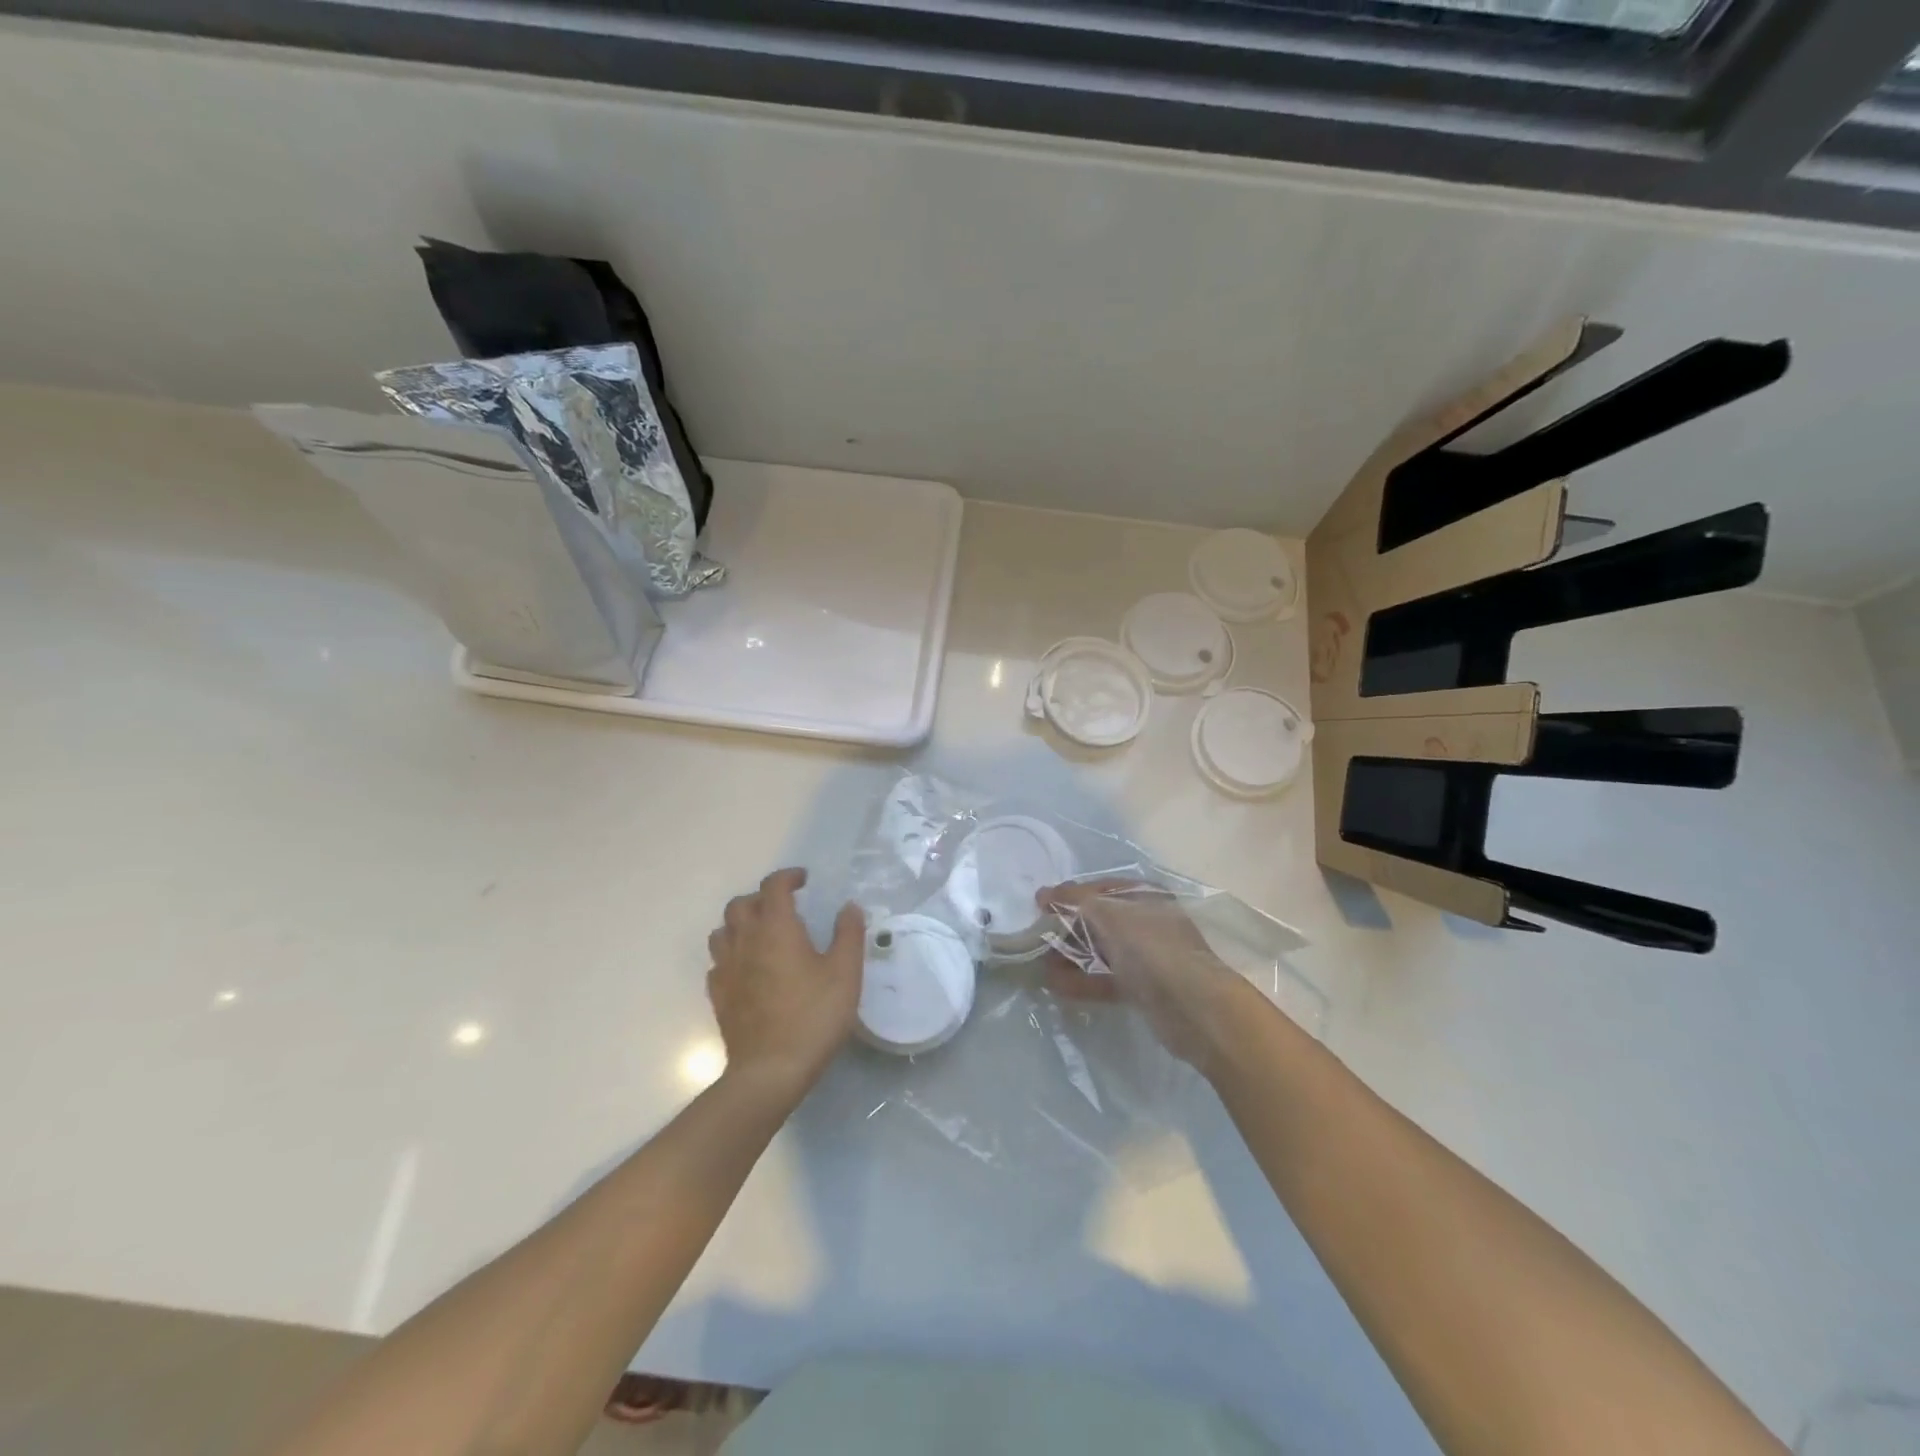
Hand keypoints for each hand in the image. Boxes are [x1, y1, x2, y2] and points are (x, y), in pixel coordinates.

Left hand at [706, 868, 864, 1097]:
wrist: (769, 1070)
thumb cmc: (813, 1016)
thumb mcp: (845, 972)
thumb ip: (849, 934)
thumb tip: (849, 907)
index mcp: (776, 927)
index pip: (773, 886)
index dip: (788, 877)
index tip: (804, 880)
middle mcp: (745, 940)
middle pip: (740, 904)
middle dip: (761, 898)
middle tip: (784, 907)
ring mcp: (726, 968)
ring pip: (722, 931)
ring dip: (740, 924)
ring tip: (762, 934)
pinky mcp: (718, 996)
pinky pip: (717, 962)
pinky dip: (731, 954)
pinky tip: (748, 968)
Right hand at [1038, 878, 1254, 1076]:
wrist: (1194, 1007)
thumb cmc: (1151, 948)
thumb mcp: (1109, 914)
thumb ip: (1073, 901)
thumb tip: (1042, 894)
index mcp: (1144, 895)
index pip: (1098, 889)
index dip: (1067, 897)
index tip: (1038, 909)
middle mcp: (1146, 920)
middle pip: (1097, 921)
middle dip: (1066, 930)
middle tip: (1036, 941)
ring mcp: (1146, 955)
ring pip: (1100, 951)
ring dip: (1070, 958)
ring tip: (1041, 967)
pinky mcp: (1143, 987)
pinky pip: (1106, 978)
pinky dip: (1082, 980)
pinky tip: (1056, 986)